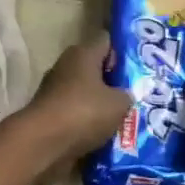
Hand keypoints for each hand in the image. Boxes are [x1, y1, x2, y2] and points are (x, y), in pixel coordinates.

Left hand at [23, 35, 131, 165]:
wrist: (43, 143)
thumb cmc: (84, 112)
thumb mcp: (118, 103)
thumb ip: (127, 94)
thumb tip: (125, 95)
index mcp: (82, 53)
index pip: (106, 41)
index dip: (124, 51)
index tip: (140, 66)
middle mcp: (66, 66)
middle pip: (96, 68)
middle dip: (115, 81)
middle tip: (138, 94)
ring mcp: (55, 89)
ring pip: (86, 91)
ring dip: (102, 103)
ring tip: (127, 117)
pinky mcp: (50, 112)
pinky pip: (77, 111)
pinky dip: (89, 120)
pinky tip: (107, 132)